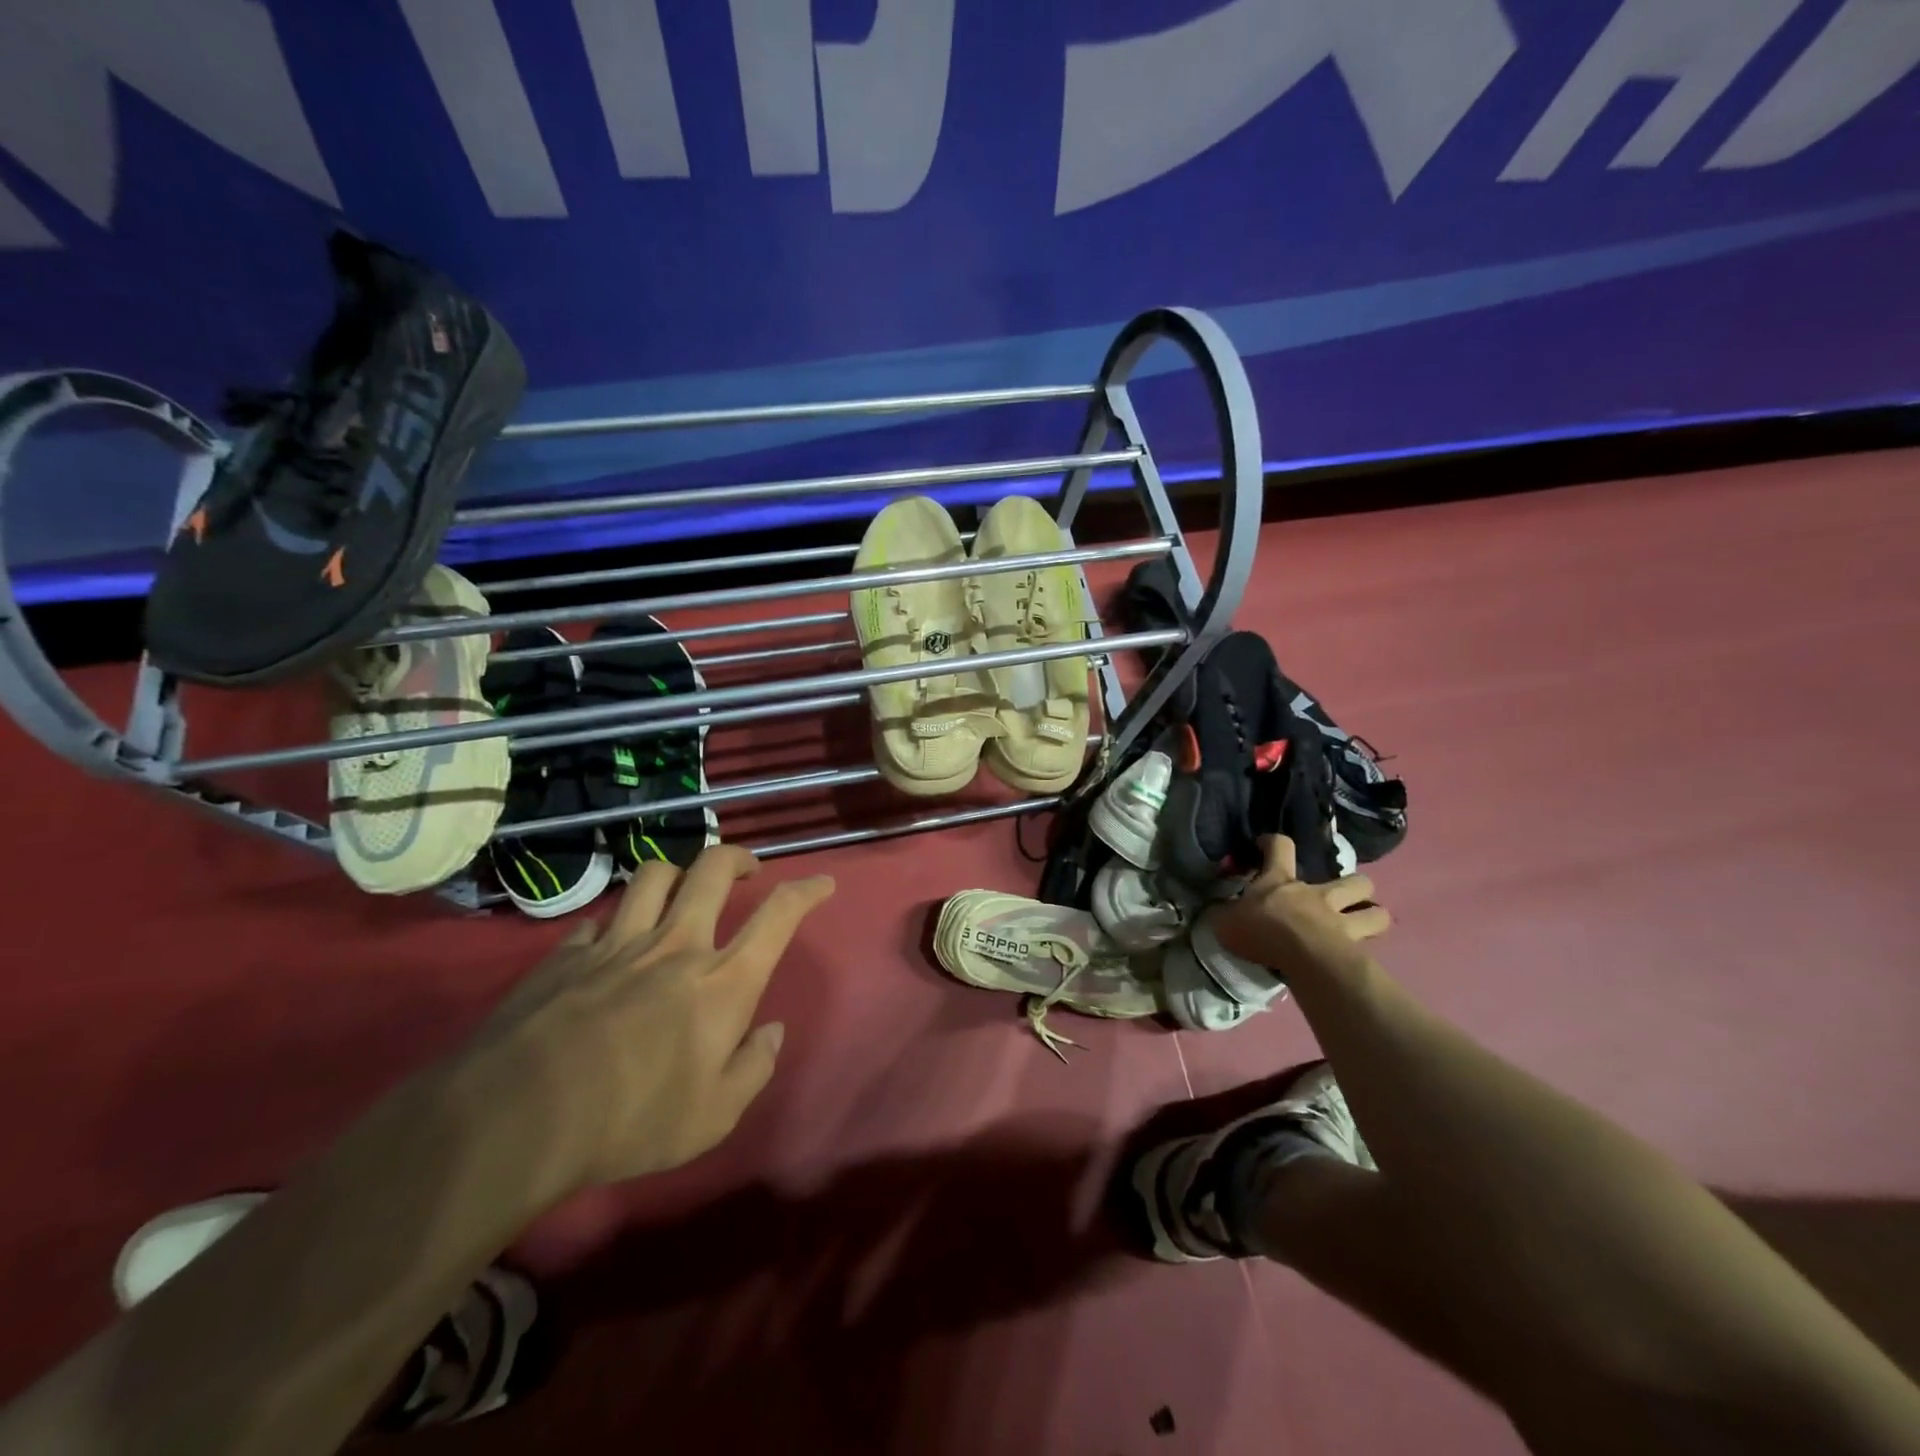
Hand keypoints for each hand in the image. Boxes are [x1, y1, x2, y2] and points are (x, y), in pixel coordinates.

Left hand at [469, 845, 833, 1191]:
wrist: (518, 1117)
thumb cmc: (632, 1120)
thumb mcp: (714, 1116)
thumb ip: (753, 1068)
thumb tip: (771, 1032)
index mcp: (723, 981)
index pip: (779, 916)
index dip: (806, 891)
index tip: (822, 882)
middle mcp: (677, 945)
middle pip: (713, 869)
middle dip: (737, 858)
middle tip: (746, 870)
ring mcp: (619, 943)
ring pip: (655, 875)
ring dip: (677, 873)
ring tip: (681, 890)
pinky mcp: (568, 953)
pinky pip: (600, 918)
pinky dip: (615, 923)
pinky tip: (610, 943)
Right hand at [1211, 835, 1389, 978]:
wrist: (1303, 958)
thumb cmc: (1262, 931)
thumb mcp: (1225, 921)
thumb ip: (1222, 913)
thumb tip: (1215, 909)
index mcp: (1280, 881)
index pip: (1280, 846)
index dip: (1272, 842)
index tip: (1264, 845)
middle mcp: (1316, 894)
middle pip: (1351, 880)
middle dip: (1353, 885)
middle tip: (1341, 897)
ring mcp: (1341, 920)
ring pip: (1374, 911)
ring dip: (1371, 914)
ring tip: (1363, 924)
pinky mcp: (1356, 948)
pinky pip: (1372, 946)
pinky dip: (1369, 950)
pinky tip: (1360, 958)